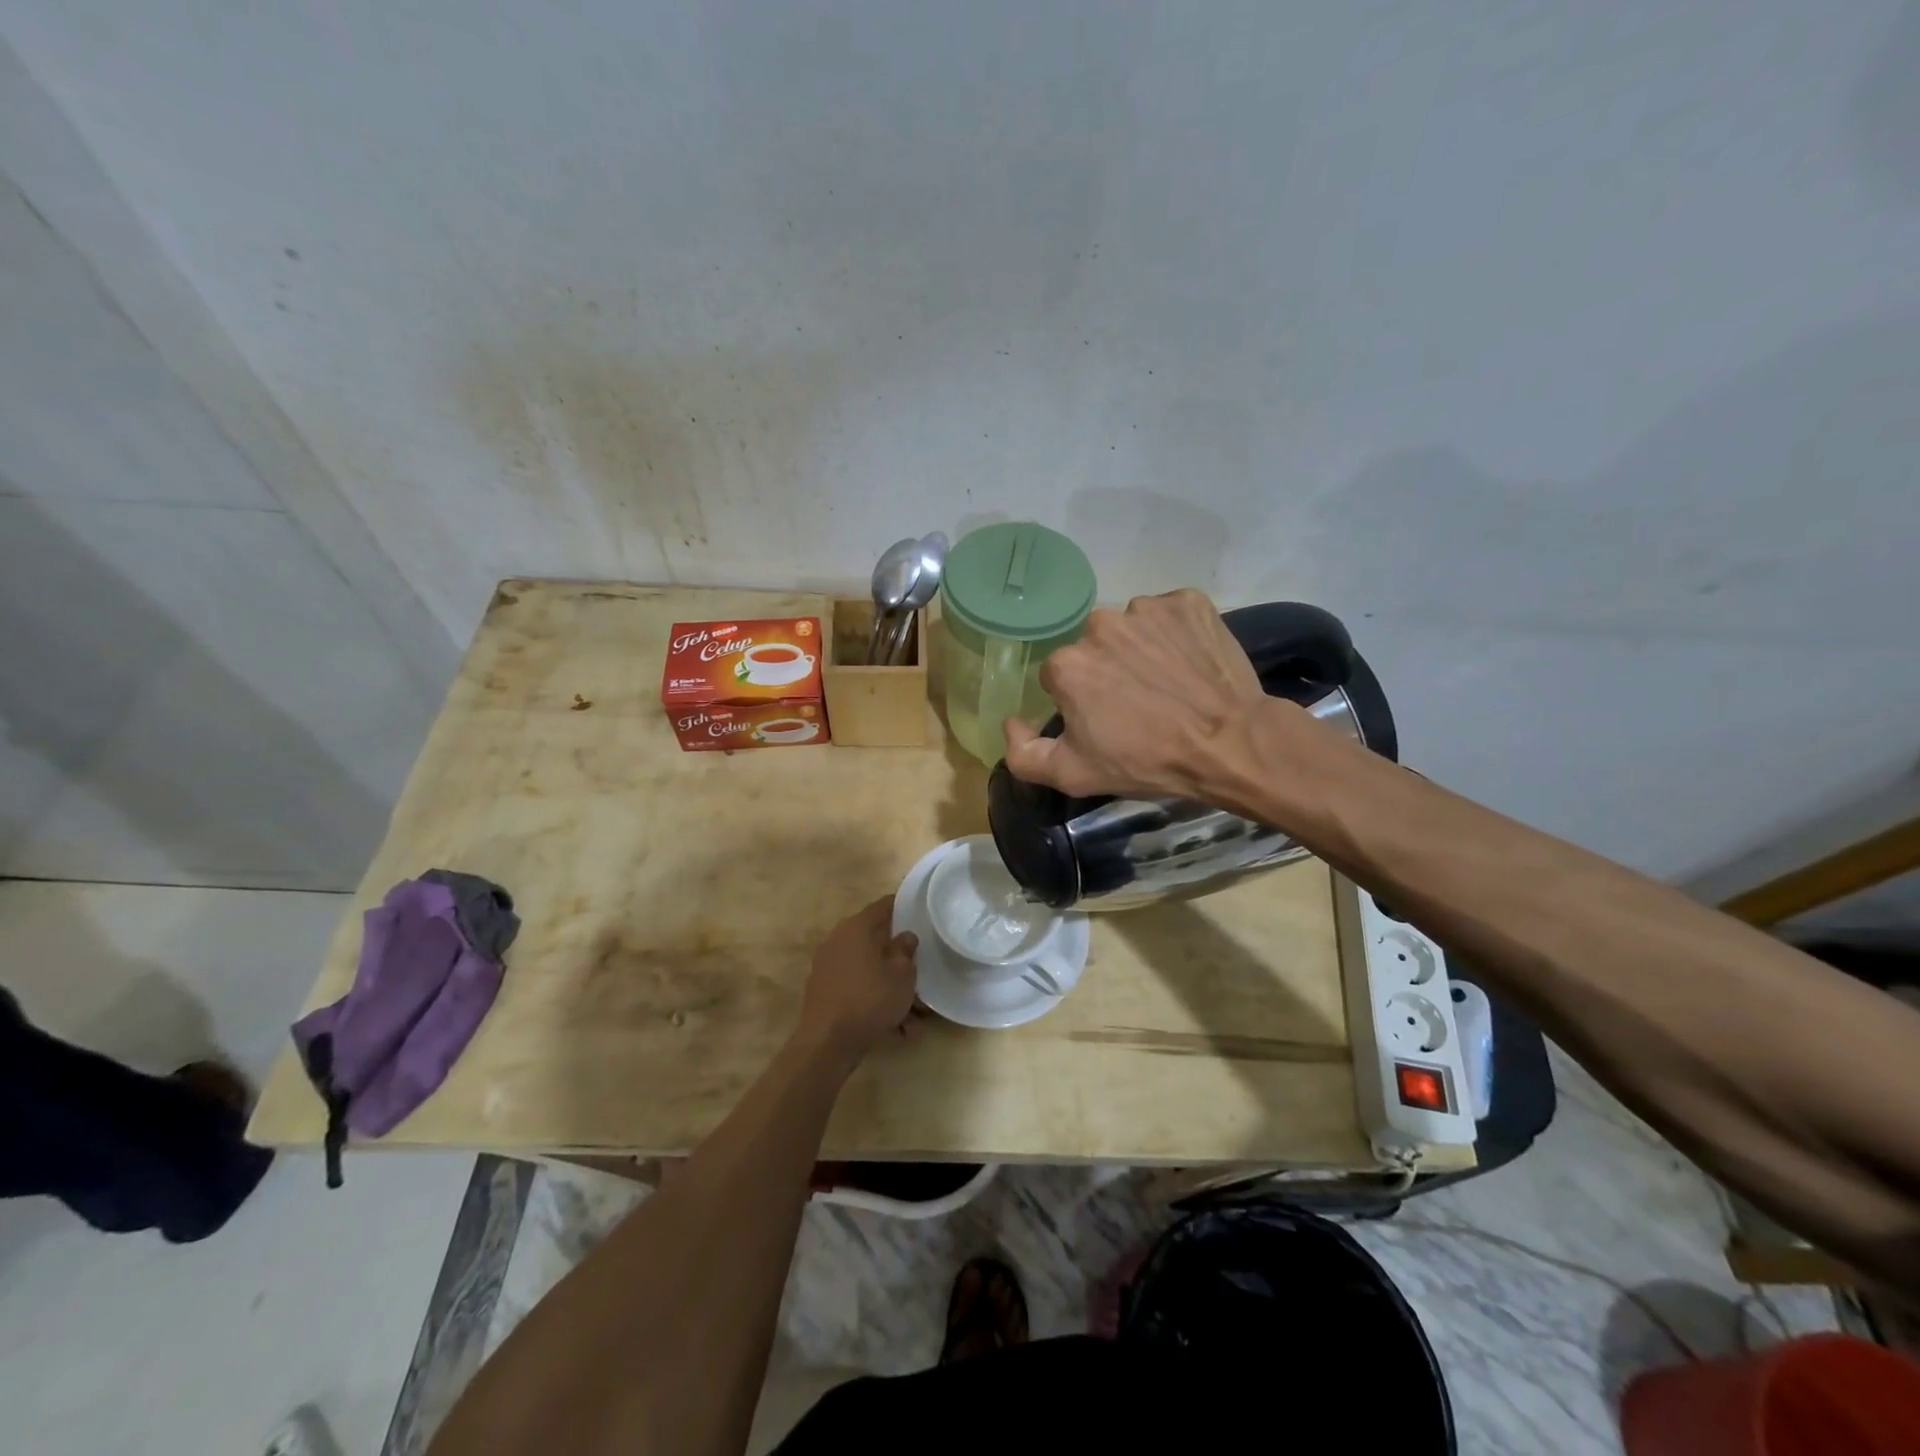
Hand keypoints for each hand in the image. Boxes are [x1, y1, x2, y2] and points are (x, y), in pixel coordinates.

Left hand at [797, 898, 918, 1062]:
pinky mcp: (823, 991)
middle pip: (875, 941)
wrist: (826, 1043)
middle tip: (919, 972)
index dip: (903, 907)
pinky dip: (875, 1001)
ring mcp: (827, 966)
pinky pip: (857, 988)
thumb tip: (905, 936)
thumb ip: (906, 951)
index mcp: (857, 927)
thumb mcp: (902, 975)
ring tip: (914, 1016)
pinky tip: (896, 1028)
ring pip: (868, 969)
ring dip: (890, 987)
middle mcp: (838, 940)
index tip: (920, 914)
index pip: (883, 906)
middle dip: (898, 958)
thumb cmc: (870, 999)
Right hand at [1004, 589, 1268, 801]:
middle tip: (1139, 705)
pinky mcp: (1189, 602)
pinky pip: (1170, 615)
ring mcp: (1148, 609)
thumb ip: (1023, 754)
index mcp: (1068, 663)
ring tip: (1168, 684)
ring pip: (1132, 629)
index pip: (1061, 677)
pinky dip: (1176, 635)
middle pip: (1095, 648)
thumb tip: (1010, 722)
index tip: (1106, 722)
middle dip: (1108, 671)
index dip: (1081, 701)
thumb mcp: (1073, 774)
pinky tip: (1190, 664)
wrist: (1229, 743)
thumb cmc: (1147, 761)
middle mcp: (1100, 624)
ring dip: (1142, 650)